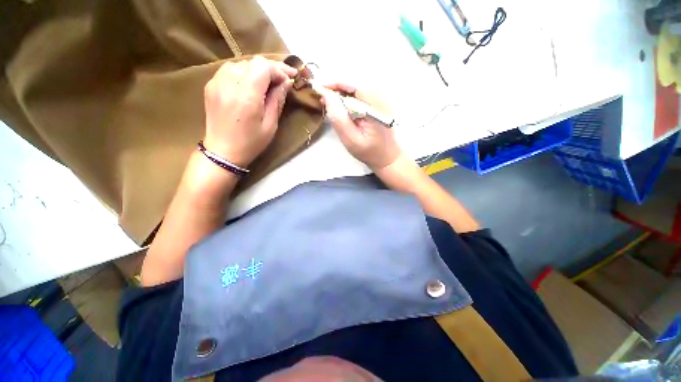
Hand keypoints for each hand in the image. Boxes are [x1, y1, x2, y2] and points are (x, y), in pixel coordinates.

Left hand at [203, 56, 295, 167]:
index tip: (291, 77)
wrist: (223, 151)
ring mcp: (216, 82)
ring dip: (257, 70)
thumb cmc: (251, 142)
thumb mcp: (270, 125)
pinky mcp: (211, 85)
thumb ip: (277, 100)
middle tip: (283, 80)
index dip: (279, 69)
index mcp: (246, 96)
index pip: (263, 67)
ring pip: (241, 63)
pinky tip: (249, 84)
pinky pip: (229, 69)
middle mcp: (229, 83)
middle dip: (270, 69)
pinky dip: (243, 72)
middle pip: (253, 62)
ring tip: (266, 83)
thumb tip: (287, 82)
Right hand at [317, 83, 401, 169]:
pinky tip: (340, 105)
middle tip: (323, 97)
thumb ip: (339, 118)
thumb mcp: (351, 139)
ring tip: (329, 101)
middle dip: (338, 88)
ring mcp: (382, 101)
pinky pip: (361, 95)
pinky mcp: (379, 105)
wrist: (387, 158)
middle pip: (357, 84)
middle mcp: (382, 100)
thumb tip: (327, 96)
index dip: (338, 84)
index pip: (356, 86)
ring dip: (342, 93)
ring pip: (358, 88)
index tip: (321, 88)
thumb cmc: (369, 152)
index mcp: (376, 108)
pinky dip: (349, 98)